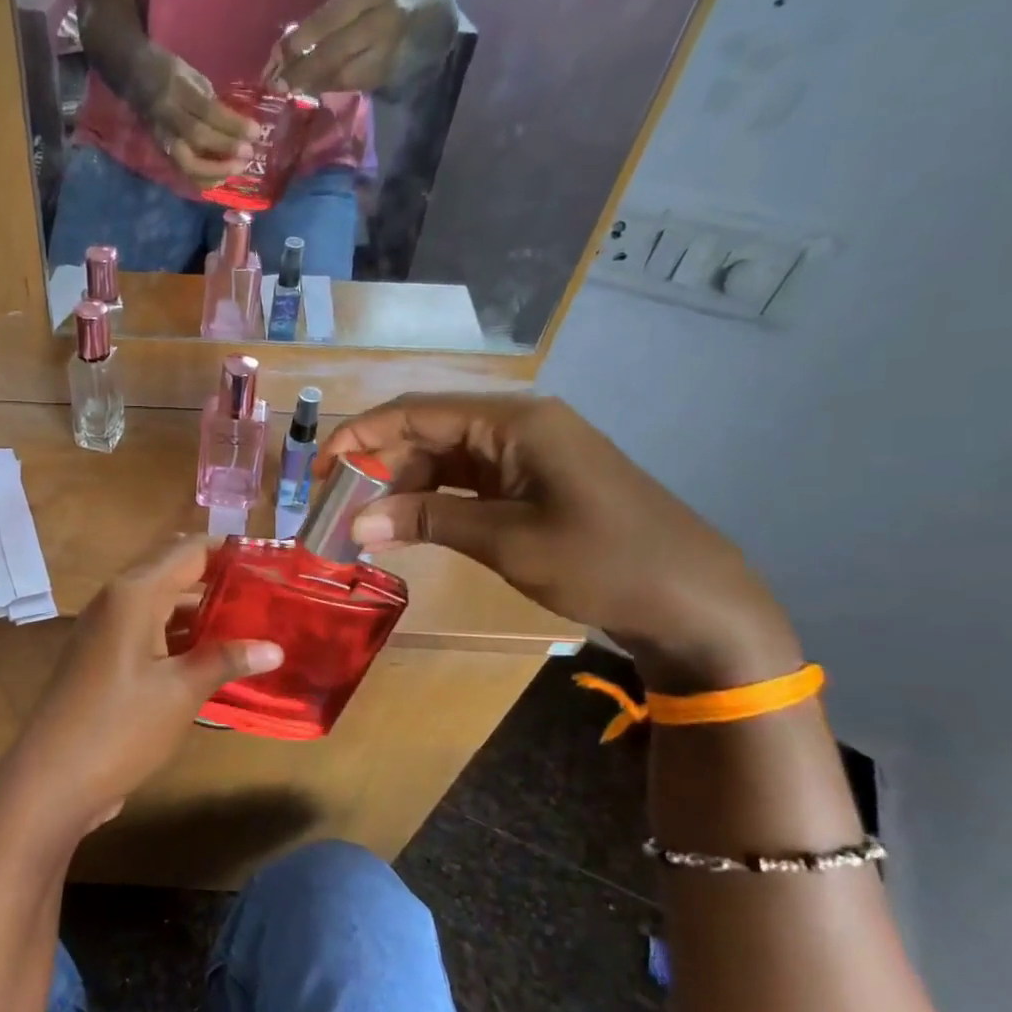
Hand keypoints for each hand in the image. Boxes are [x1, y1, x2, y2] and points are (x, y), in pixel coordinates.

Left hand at [0, 537, 282, 836]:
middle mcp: (117, 600)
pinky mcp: (103, 657)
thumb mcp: (181, 692)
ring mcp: (106, 630)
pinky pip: (148, 632)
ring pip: (162, 606)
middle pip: (174, 574)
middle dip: (220, 583)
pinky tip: (213, 657)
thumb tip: (275, 648)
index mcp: (134, 594)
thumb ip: (226, 660)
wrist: (51, 780)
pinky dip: (180, 637)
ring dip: (202, 614)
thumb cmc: (120, 726)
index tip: (270, 564)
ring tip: (252, 625)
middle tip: (268, 596)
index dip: (229, 552)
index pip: (189, 550)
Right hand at [131, 44, 258, 184]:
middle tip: (249, 154)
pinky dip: (202, 179)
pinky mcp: (160, 151)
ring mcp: (162, 137)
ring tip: (236, 170)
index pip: (208, 111)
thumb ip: (211, 101)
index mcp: (177, 89)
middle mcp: (167, 116)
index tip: (255, 131)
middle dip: (225, 148)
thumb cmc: (168, 71)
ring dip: (214, 171)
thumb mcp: (192, 76)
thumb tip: (236, 125)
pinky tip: (219, 179)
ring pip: (186, 162)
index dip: (232, 124)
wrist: (132, 75)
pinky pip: (182, 171)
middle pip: (197, 138)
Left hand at [268, 0, 458, 95]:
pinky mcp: (390, 75)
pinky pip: (353, 85)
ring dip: (313, 84)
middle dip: (301, 71)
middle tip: (277, 84)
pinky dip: (332, 88)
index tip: (277, 55)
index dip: (300, 40)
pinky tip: (316, 89)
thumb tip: (293, 40)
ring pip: (342, 75)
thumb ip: (338, 11)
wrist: (442, 15)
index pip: (329, 18)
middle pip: (333, 52)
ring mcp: (388, 51)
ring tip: (292, 88)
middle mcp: (383, 20)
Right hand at [318, 394, 800, 691]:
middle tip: (334, 506)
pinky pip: (465, 482)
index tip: (318, 470)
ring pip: (442, 458)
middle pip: (426, 432)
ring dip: (401, 487)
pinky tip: (404, 529)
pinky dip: (431, 503)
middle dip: (376, 465)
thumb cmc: (604, 562)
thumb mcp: (507, 541)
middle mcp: (517, 425)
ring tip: (363, 524)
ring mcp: (525, 454)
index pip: (416, 412)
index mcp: (514, 421)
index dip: (359, 436)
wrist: (693, 598)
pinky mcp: (531, 482)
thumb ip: (427, 522)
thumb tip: (355, 522)